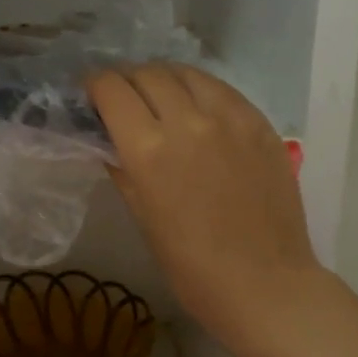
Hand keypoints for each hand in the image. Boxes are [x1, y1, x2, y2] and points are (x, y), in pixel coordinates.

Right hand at [88, 64, 322, 350]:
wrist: (265, 284)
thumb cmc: (191, 266)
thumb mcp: (142, 216)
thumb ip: (123, 168)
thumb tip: (110, 140)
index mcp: (148, 149)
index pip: (111, 89)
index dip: (95, 86)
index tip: (92, 95)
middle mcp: (187, 121)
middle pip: (147, 74)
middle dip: (127, 80)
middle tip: (125, 98)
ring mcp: (229, 118)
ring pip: (186, 72)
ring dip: (164, 79)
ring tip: (162, 96)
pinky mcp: (259, 122)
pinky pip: (221, 88)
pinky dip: (200, 90)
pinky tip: (199, 108)